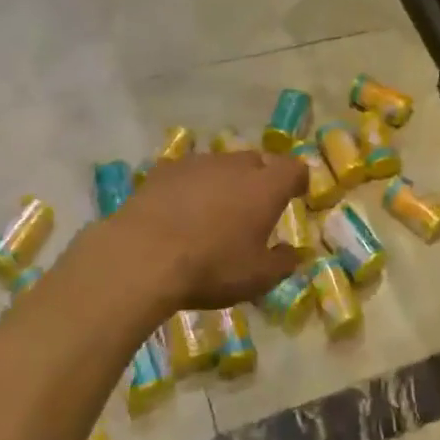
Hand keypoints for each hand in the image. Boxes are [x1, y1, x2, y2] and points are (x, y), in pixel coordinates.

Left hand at [97, 150, 306, 315]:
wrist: (141, 256)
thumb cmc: (211, 267)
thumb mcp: (257, 278)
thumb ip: (283, 263)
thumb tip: (294, 252)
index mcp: (266, 187)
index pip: (294, 168)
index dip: (298, 180)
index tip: (296, 194)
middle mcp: (236, 165)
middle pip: (258, 161)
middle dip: (261, 179)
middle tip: (254, 207)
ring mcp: (198, 163)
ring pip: (221, 165)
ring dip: (225, 181)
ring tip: (214, 210)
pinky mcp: (164, 170)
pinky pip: (188, 173)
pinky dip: (192, 186)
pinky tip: (180, 210)